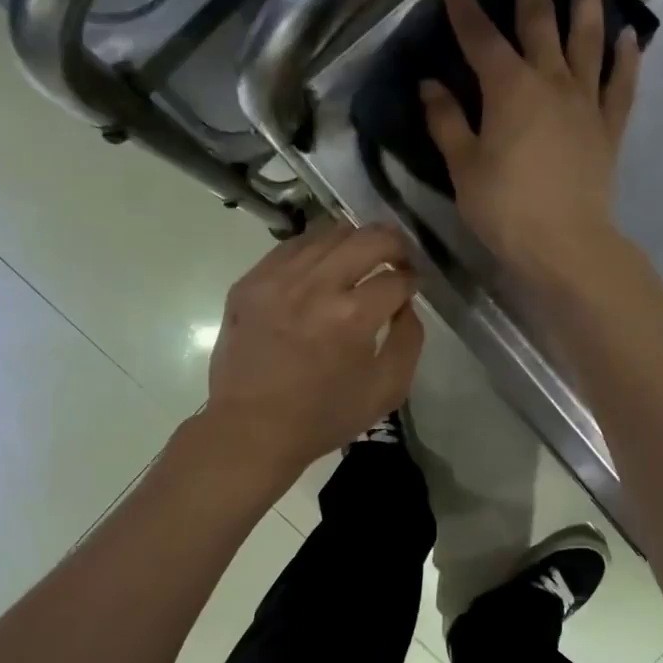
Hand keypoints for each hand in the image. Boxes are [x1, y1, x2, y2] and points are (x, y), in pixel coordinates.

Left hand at [202, 221, 424, 482]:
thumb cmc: (323, 417)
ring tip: (361, 259)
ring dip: (355, 241)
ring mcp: (277, 279)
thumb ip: (409, 339)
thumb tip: (406, 302)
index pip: (396, 278)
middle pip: (368, 238)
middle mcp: (315, 286)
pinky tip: (323, 267)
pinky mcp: (250, 282)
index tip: (412, 286)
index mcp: (351, 317)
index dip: (413, 280)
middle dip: (394, 244)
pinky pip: (292, 246)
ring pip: (329, 232)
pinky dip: (316, 249)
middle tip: (398, 258)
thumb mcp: (386, 390)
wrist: (250, 430)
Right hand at [420, 0, 641, 280]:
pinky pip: (621, 84)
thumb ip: (448, 122)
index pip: (480, 36)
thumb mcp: (464, 167)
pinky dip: (626, 58)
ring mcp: (585, 101)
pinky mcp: (609, 126)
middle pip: (540, 16)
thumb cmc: (506, 209)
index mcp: (508, 89)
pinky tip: (630, 34)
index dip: (462, 4)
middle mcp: (550, 81)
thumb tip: (430, 84)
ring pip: (588, 36)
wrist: (566, 244)